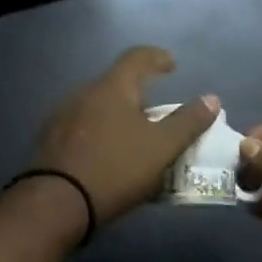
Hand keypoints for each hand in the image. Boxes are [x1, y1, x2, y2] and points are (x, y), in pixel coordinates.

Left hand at [31, 48, 219, 225]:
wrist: (56, 203)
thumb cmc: (116, 168)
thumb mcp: (161, 148)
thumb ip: (188, 122)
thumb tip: (211, 99)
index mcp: (112, 87)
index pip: (137, 57)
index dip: (157, 58)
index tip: (172, 66)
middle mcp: (83, 93)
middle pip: (116, 83)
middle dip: (139, 94)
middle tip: (158, 114)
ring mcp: (62, 116)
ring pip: (98, 107)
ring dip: (118, 116)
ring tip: (134, 138)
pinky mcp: (50, 140)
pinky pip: (83, 127)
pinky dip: (101, 133)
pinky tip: (107, 156)